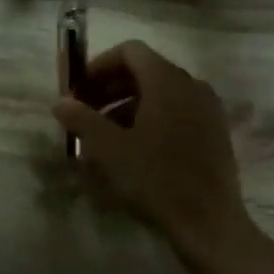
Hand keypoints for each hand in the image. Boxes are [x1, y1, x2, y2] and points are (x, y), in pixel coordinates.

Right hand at [53, 41, 249, 254]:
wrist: (209, 222)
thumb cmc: (156, 178)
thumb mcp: (110, 149)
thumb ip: (82, 120)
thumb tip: (59, 102)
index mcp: (168, 81)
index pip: (130, 51)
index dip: (100, 66)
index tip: (79, 91)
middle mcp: (191, 86)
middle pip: (145, 71)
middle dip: (110, 88)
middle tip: (84, 113)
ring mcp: (207, 109)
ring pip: (159, 94)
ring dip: (126, 106)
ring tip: (102, 137)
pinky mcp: (214, 132)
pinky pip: (175, 112)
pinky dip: (149, 119)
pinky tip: (131, 150)